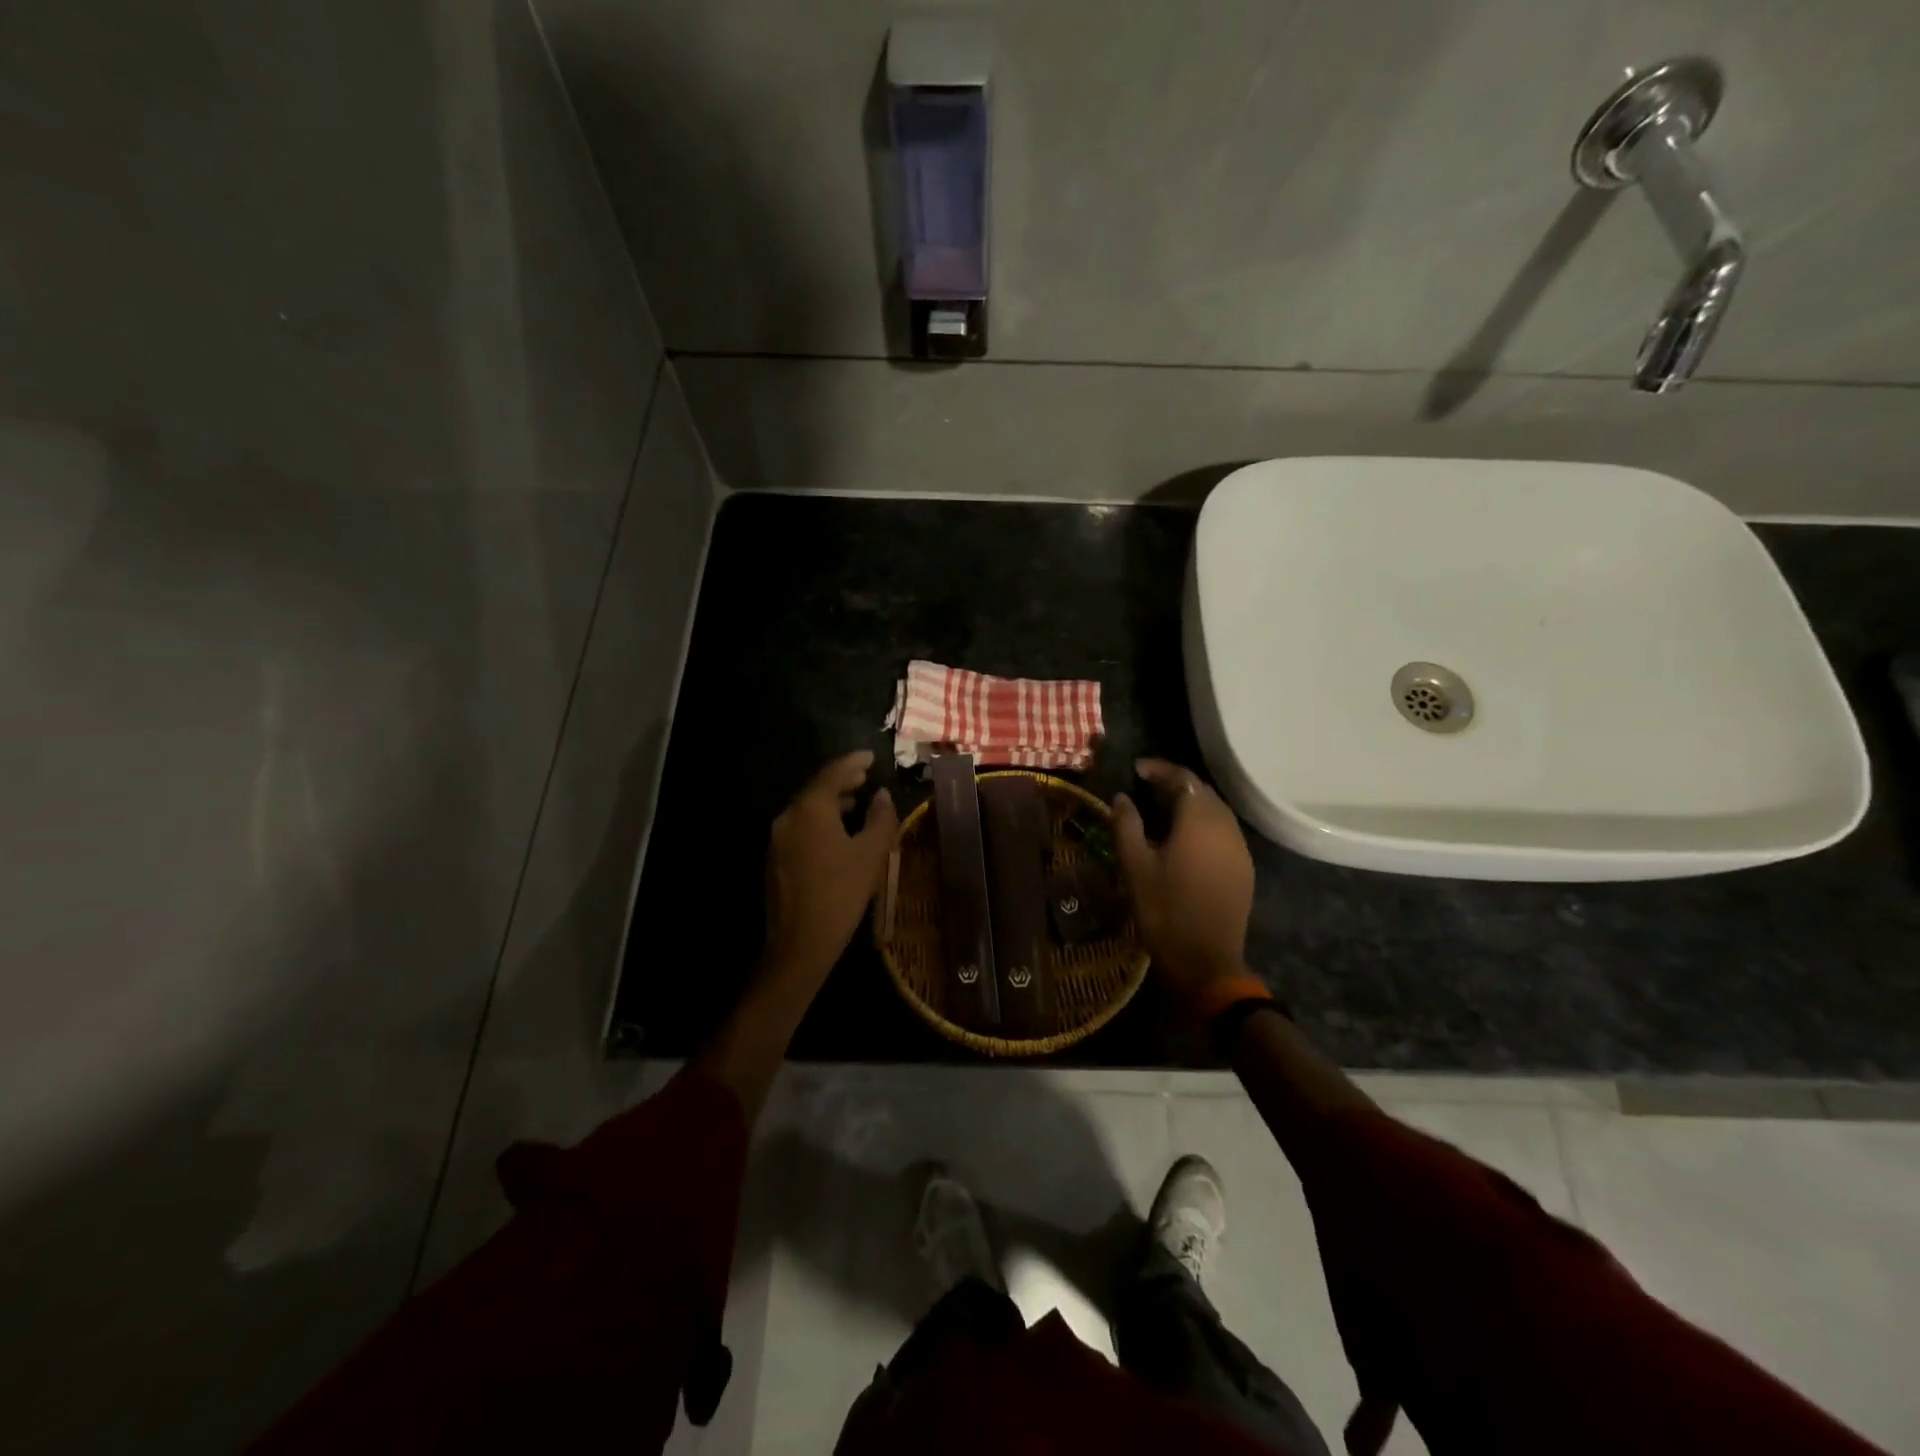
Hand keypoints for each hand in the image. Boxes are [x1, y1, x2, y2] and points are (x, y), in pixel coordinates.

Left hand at [760, 750, 898, 990]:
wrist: (799, 943)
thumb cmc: (841, 893)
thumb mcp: (871, 854)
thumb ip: (881, 818)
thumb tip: (882, 795)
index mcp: (810, 809)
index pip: (833, 773)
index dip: (854, 762)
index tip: (871, 756)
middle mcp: (789, 816)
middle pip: (817, 788)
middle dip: (842, 780)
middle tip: (865, 775)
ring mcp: (778, 838)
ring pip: (808, 808)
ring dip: (832, 801)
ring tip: (856, 801)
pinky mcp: (776, 858)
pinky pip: (801, 826)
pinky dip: (821, 820)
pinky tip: (838, 832)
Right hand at [1112, 759, 1254, 1008]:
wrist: (1206, 961)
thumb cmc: (1164, 911)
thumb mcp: (1134, 866)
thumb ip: (1126, 825)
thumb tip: (1122, 797)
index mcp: (1199, 820)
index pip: (1183, 778)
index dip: (1159, 769)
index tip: (1136, 770)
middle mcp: (1226, 826)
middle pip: (1203, 791)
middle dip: (1175, 783)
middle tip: (1145, 788)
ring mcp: (1239, 848)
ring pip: (1216, 810)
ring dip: (1190, 803)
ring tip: (1160, 810)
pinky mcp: (1243, 868)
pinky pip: (1223, 831)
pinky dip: (1202, 823)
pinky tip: (1183, 838)